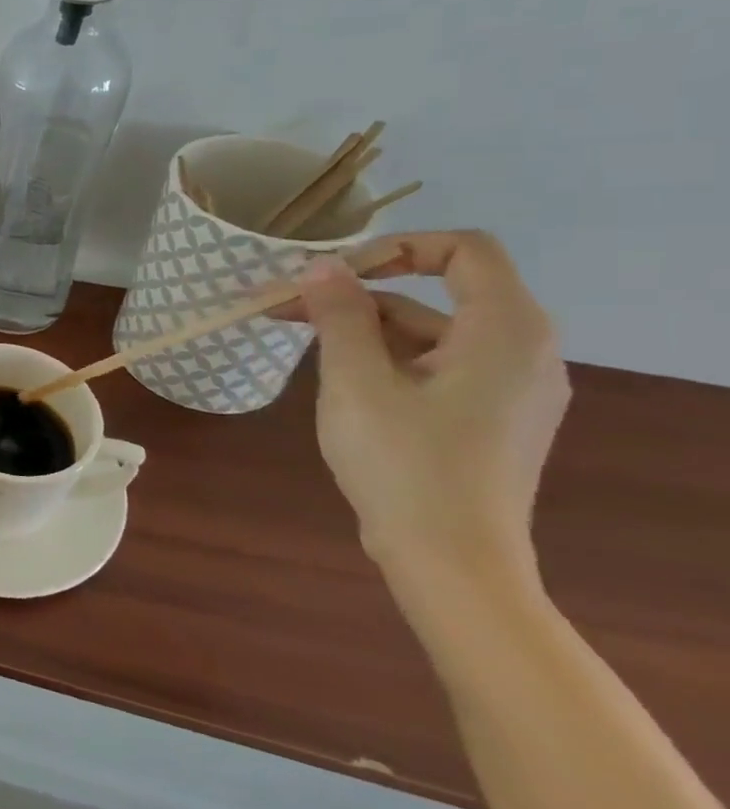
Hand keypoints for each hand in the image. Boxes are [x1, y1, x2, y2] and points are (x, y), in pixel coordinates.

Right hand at [297, 232, 570, 585]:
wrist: (449, 560)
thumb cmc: (404, 461)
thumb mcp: (356, 380)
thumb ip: (340, 314)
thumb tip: (322, 266)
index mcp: (505, 331)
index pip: (464, 250)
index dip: (395, 248)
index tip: (333, 275)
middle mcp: (522, 351)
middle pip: (437, 295)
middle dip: (358, 295)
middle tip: (286, 309)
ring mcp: (509, 389)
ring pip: (429, 334)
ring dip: (363, 330)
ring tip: (298, 346)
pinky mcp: (489, 419)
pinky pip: (435, 367)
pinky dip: (385, 360)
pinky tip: (338, 382)